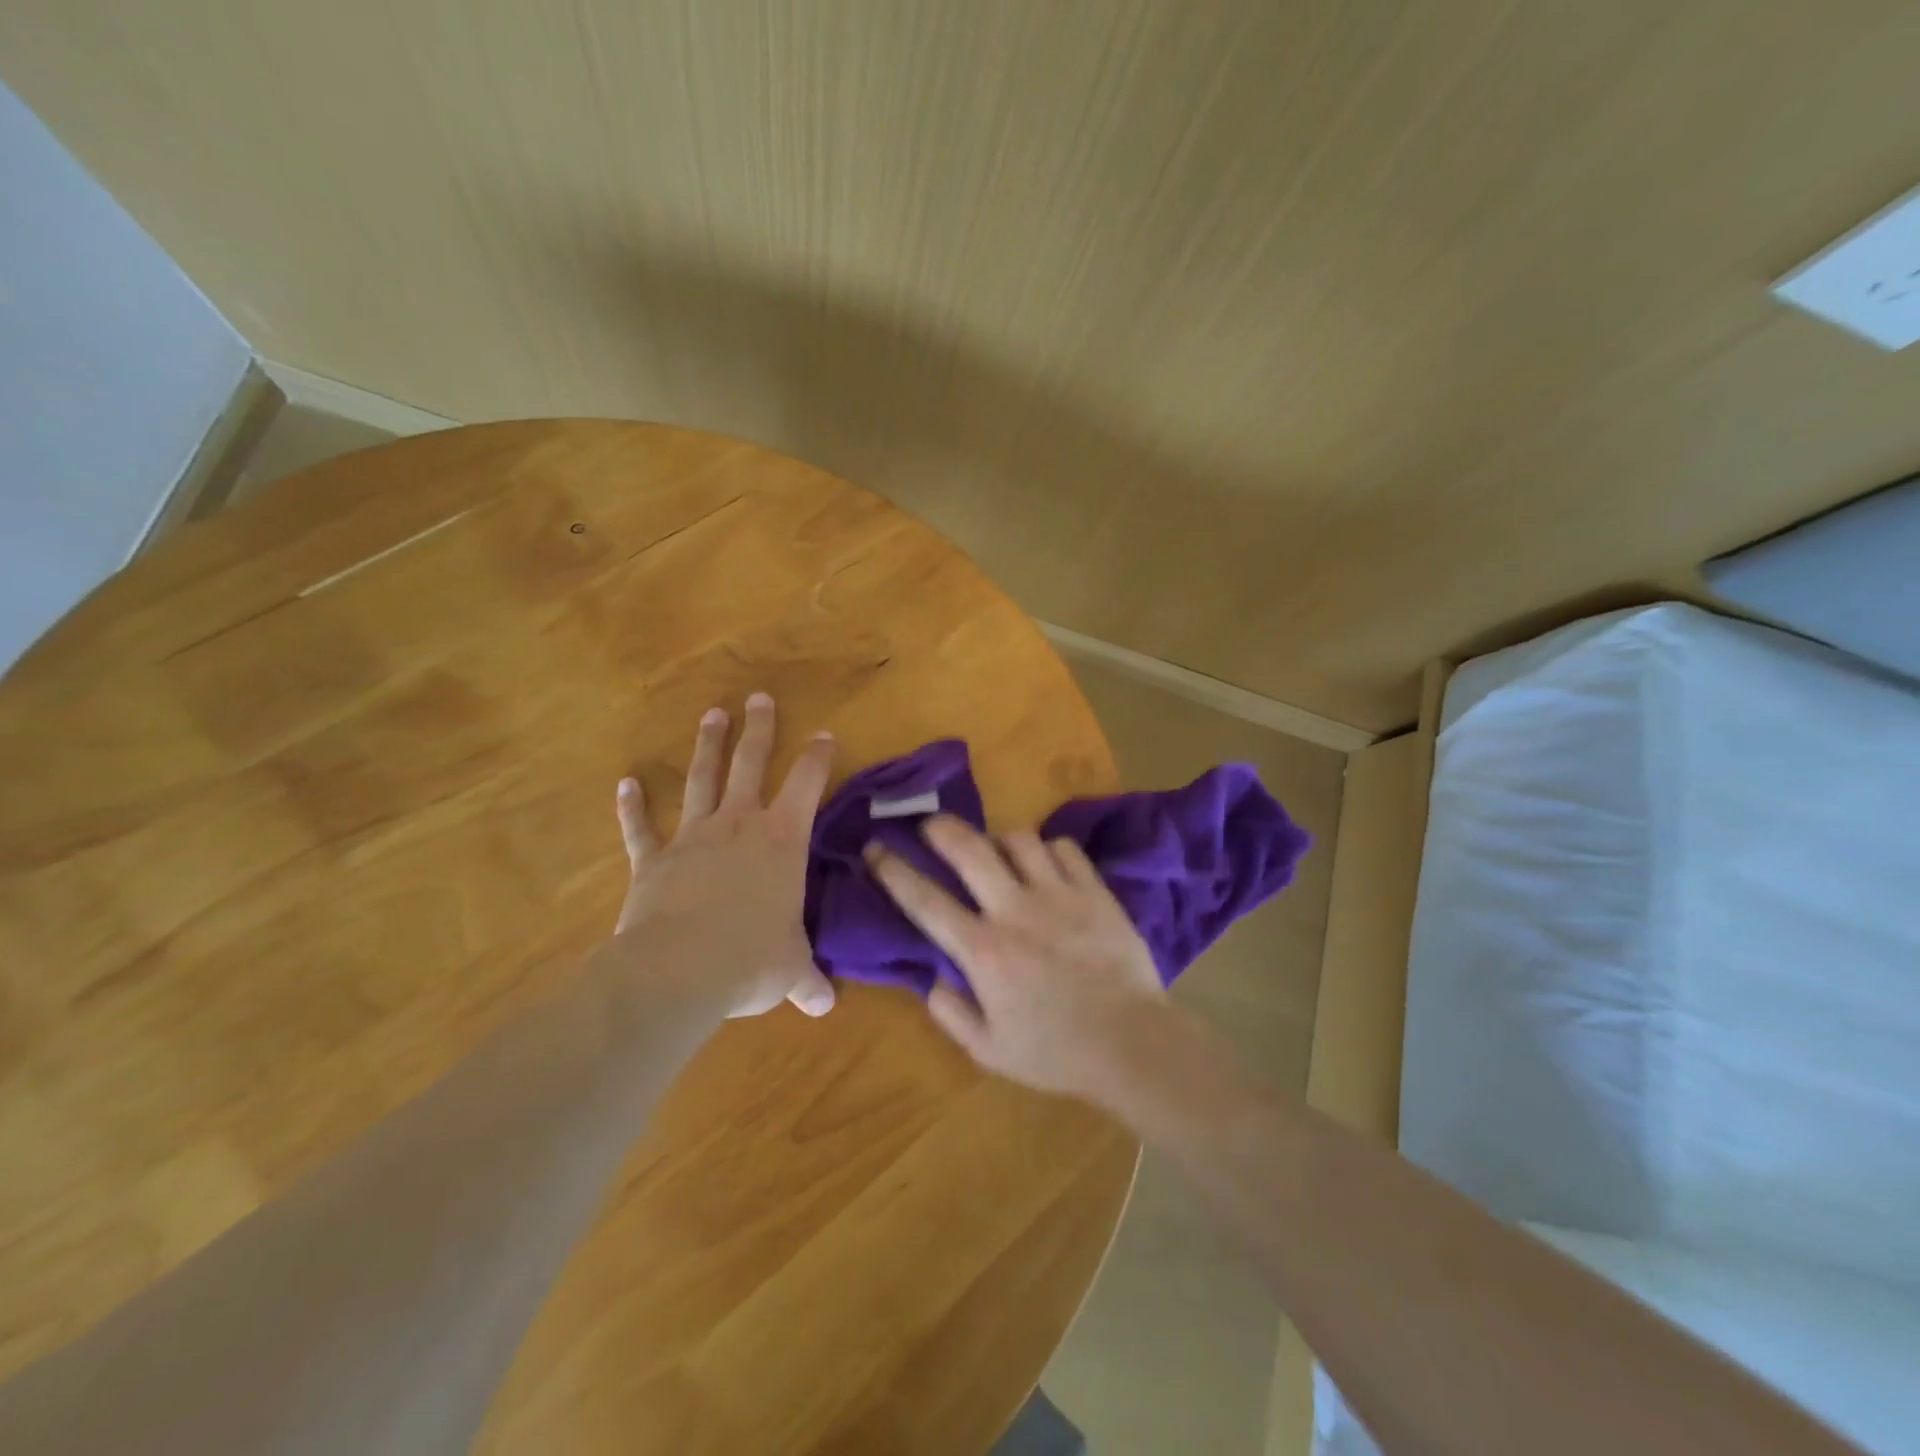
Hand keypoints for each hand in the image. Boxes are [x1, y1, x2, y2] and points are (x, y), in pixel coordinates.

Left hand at [614, 694, 837, 1017]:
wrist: (678, 971)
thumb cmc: (750, 960)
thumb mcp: (790, 972)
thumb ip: (807, 981)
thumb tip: (825, 1006)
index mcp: (782, 841)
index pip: (808, 784)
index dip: (819, 757)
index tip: (825, 735)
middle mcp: (739, 825)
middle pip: (750, 764)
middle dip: (759, 729)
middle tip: (759, 698)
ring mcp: (692, 838)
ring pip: (702, 781)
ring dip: (707, 747)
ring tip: (713, 714)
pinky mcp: (652, 860)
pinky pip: (640, 829)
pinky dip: (631, 808)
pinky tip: (625, 784)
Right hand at [865, 815, 1166, 1097]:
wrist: (1132, 1044)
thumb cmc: (1055, 1052)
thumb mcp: (989, 1050)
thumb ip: (951, 1012)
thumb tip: (931, 977)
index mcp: (983, 951)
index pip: (925, 900)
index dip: (893, 870)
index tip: (875, 849)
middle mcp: (1015, 911)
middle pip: (969, 849)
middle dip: (941, 828)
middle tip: (930, 824)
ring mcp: (1058, 895)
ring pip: (1019, 839)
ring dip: (1000, 841)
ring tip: (998, 852)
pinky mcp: (1094, 891)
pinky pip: (1064, 848)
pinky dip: (1048, 850)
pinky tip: (1047, 865)